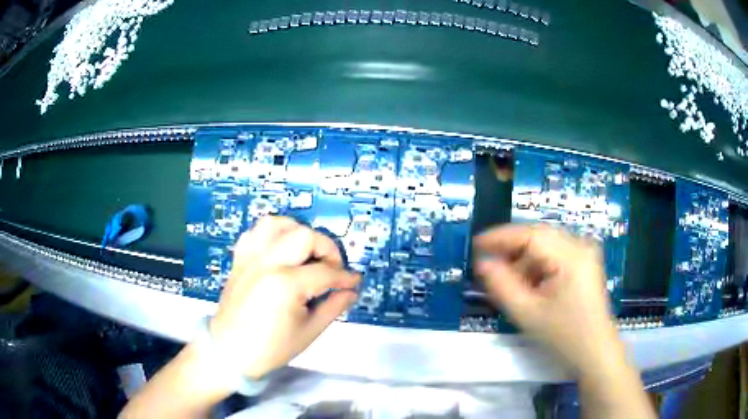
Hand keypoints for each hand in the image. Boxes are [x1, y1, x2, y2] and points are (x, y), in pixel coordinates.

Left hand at [209, 216, 360, 378]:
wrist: (229, 351)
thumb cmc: (271, 348)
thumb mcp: (309, 332)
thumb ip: (333, 307)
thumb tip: (351, 292)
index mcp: (286, 284)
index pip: (326, 272)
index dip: (345, 277)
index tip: (354, 282)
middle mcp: (267, 263)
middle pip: (305, 236)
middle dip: (327, 249)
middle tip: (332, 269)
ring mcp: (250, 258)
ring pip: (277, 224)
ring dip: (297, 232)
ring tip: (306, 252)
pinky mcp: (239, 259)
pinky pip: (254, 232)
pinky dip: (271, 235)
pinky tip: (280, 250)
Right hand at [474, 224, 617, 374]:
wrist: (595, 352)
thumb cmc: (564, 336)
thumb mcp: (528, 313)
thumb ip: (502, 285)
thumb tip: (483, 263)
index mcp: (571, 255)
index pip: (530, 235)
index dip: (501, 237)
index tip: (476, 245)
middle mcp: (581, 245)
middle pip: (539, 237)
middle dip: (512, 251)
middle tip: (490, 267)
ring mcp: (586, 253)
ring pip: (546, 246)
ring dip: (525, 261)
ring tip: (511, 284)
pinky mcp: (585, 263)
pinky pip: (556, 255)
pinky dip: (538, 267)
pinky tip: (530, 285)